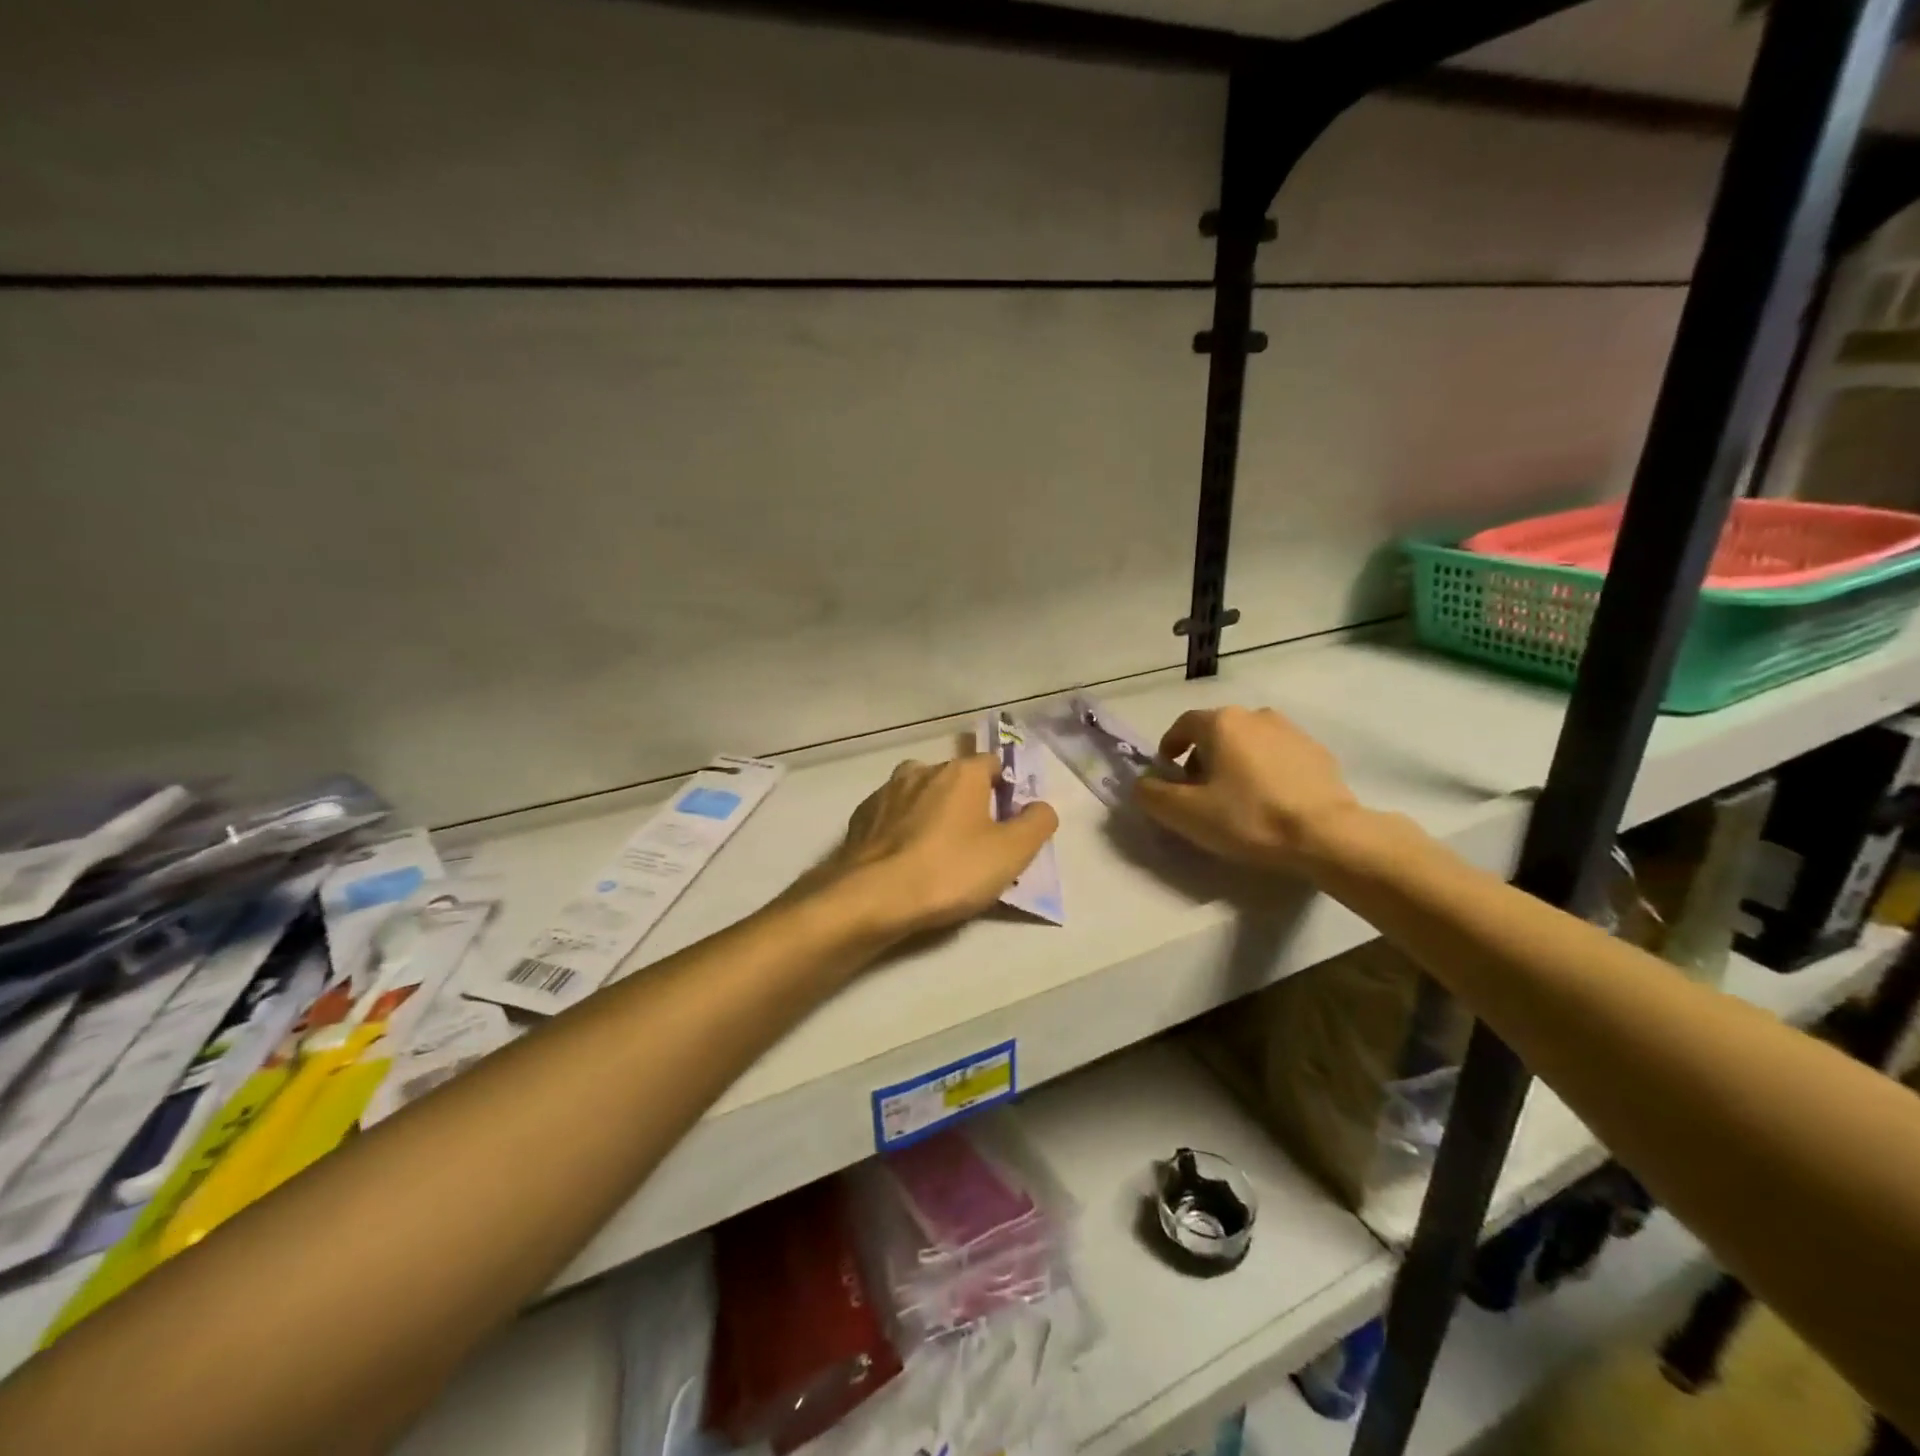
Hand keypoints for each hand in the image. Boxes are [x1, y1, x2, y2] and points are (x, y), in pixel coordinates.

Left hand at [813, 754, 1059, 938]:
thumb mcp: (1011, 853)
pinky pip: (892, 818)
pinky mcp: (860, 817)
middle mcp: (921, 770)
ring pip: (920, 797)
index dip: (1006, 791)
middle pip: (956, 781)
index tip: (1008, 824)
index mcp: (961, 772)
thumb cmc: (950, 870)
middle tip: (976, 845)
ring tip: (937, 855)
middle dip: (968, 805)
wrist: (872, 898)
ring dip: (932, 815)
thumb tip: (1040, 807)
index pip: (993, 764)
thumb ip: (1037, 823)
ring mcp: (886, 792)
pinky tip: (906, 862)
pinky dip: (902, 832)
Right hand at [1133, 706, 1358, 871]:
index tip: (1167, 774)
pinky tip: (1269, 802)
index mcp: (1222, 723)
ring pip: (1249, 743)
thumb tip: (1142, 783)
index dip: (1169, 747)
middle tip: (1199, 793)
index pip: (1183, 725)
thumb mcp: (1185, 813)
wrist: (1327, 835)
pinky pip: (1278, 757)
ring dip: (1235, 764)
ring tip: (1236, 799)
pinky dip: (1265, 772)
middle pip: (1217, 732)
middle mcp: (1256, 716)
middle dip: (1201, 758)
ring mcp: (1292, 731)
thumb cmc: (1248, 818)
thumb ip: (1152, 795)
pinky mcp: (1319, 753)